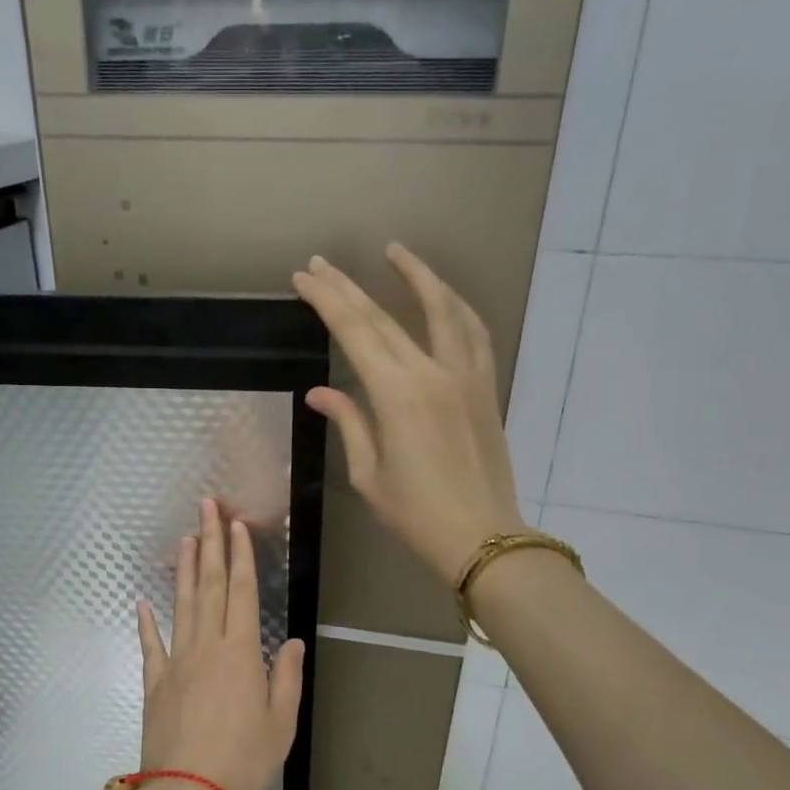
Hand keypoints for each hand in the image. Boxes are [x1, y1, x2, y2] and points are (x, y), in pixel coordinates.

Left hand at [134, 499, 305, 789]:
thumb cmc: (243, 760)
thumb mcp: (281, 723)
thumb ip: (286, 678)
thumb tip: (291, 641)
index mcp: (240, 652)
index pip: (240, 591)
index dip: (239, 556)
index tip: (235, 525)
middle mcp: (206, 646)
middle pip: (208, 585)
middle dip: (210, 543)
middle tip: (206, 507)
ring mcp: (176, 661)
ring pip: (181, 604)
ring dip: (183, 569)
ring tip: (184, 538)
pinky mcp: (155, 682)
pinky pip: (151, 644)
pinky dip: (146, 621)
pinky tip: (142, 601)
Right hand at [292, 245, 529, 583]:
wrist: (482, 537)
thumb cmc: (416, 514)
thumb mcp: (369, 474)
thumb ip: (350, 423)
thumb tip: (321, 393)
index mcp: (397, 395)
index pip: (355, 332)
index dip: (327, 300)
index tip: (304, 277)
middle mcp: (433, 372)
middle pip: (386, 316)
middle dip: (350, 286)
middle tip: (322, 263)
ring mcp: (466, 375)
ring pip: (443, 309)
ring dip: (417, 276)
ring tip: (395, 252)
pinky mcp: (486, 386)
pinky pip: (473, 332)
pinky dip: (456, 307)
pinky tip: (443, 296)